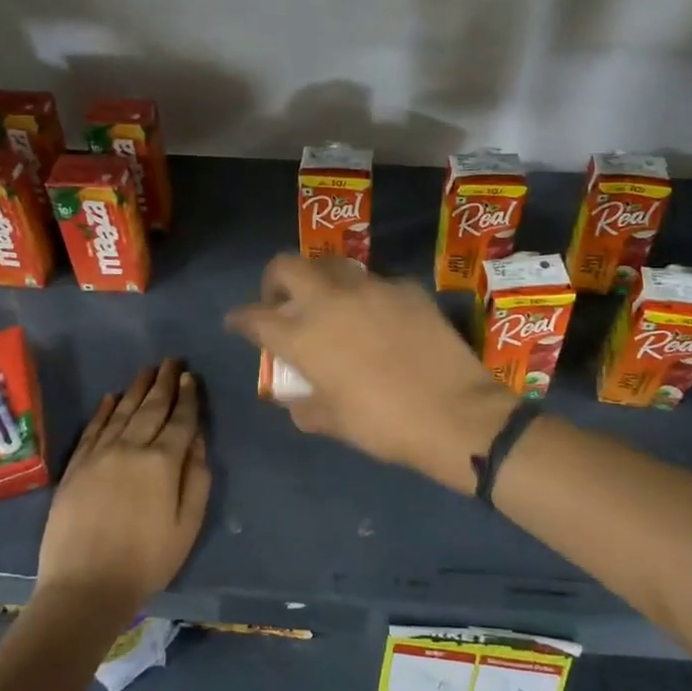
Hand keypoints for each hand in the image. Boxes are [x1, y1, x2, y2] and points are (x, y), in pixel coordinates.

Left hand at [36, 359, 209, 618]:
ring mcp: (99, 455)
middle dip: (164, 382)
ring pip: (122, 412)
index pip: (180, 420)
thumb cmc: (147, 560)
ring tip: (148, 370)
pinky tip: (111, 397)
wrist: (85, 587)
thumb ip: (197, 478)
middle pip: (151, 407)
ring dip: (137, 388)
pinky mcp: (75, 468)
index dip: (188, 398)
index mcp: (162, 462)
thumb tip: (198, 440)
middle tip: (172, 361)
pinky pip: (93, 429)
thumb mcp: (188, 524)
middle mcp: (130, 448)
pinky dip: (104, 411)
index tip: (191, 377)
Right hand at [226, 255, 514, 494]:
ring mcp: (371, 288)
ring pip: (332, 265)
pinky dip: (366, 295)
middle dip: (274, 279)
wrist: (455, 414)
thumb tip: (295, 399)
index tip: (236, 322)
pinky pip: (376, 282)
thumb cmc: (385, 425)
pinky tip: (379, 316)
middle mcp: (331, 301)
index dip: (240, 319)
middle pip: (287, 266)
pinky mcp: (406, 287)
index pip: (256, 318)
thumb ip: (305, 406)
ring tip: (328, 302)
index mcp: (305, 336)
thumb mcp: (334, 423)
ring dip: (320, 279)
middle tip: (281, 299)